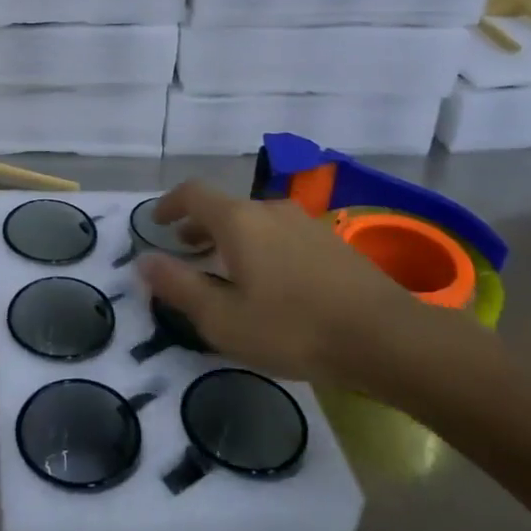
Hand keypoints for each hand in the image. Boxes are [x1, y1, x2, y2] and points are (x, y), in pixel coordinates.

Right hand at [135, 182, 499, 404]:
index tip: (158, 223)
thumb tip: (144, 261)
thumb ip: (180, 287)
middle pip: (225, 207)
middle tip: (186, 250)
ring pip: (256, 221)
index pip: (193, 193)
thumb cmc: (294, 328)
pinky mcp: (332, 241)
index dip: (170, 205)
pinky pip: (282, 234)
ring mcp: (305, 223)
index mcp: (239, 221)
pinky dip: (261, 246)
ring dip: (232, 237)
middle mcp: (270, 210)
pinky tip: (272, 282)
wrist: (386, 336)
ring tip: (227, 268)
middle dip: (199, 225)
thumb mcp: (224, 320)